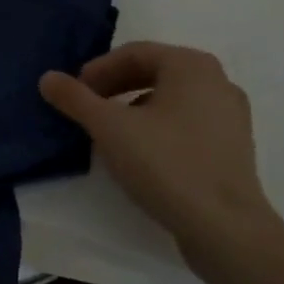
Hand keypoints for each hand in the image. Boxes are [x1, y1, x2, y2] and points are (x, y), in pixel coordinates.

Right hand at [40, 42, 283, 275]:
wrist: (227, 231)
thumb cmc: (167, 164)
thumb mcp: (110, 128)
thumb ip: (75, 99)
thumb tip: (47, 77)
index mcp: (191, 64)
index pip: (134, 53)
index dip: (99, 70)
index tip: (76, 92)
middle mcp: (217, 80)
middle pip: (154, 72)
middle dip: (117, 87)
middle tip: (90, 108)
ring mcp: (232, 115)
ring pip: (172, 99)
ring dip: (137, 108)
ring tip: (112, 132)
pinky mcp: (236, 147)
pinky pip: (189, 122)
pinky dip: (161, 127)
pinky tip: (143, 154)